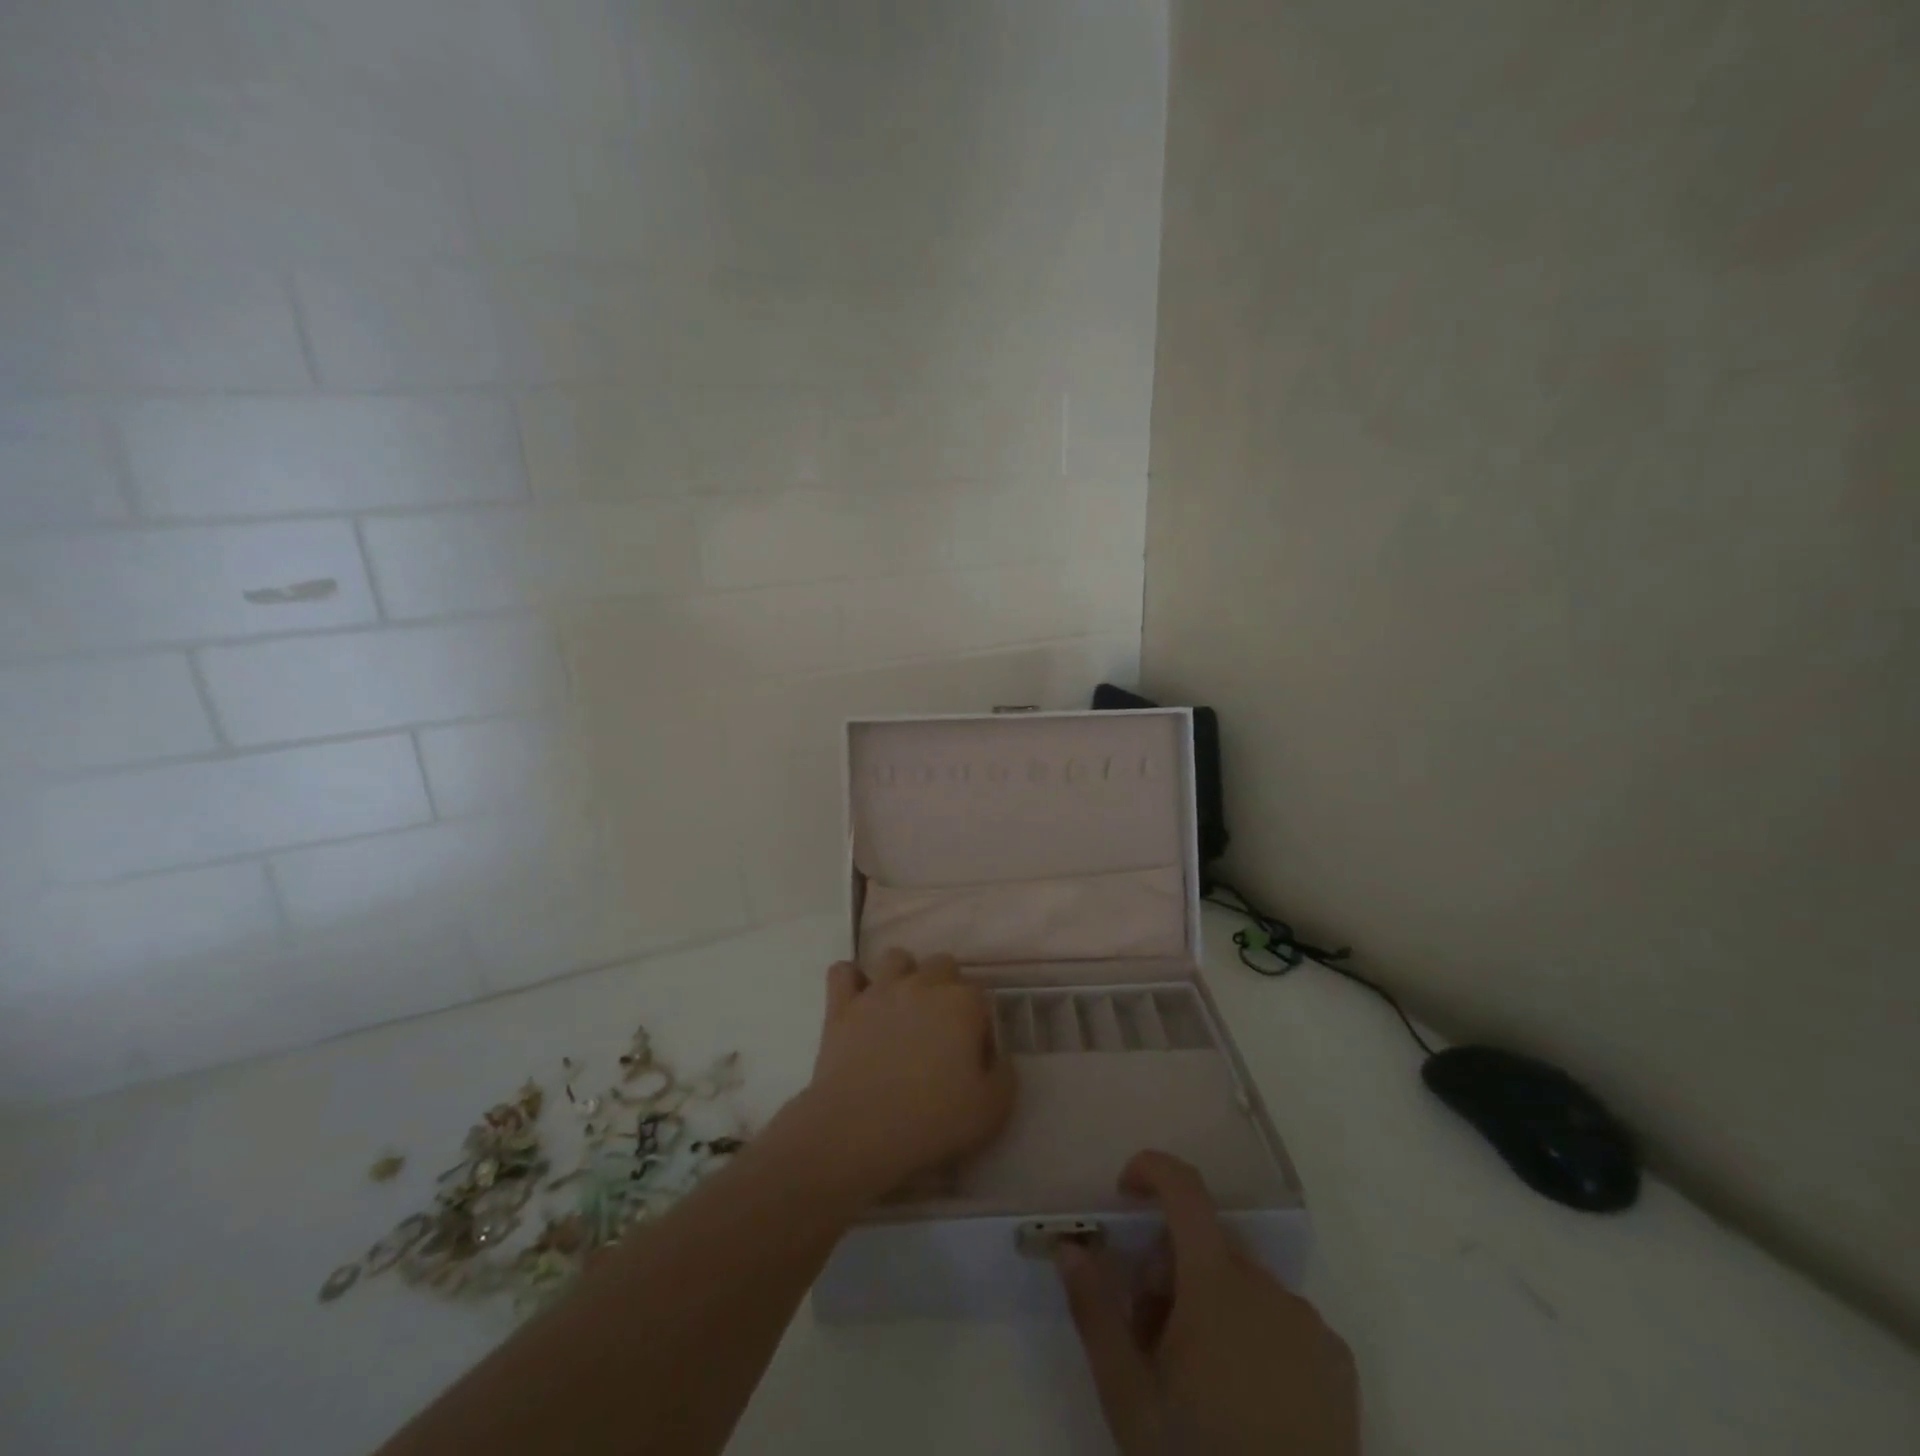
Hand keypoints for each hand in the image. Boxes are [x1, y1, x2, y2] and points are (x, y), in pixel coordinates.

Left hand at [796, 949, 1016, 1200]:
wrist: (860, 1129)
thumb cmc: (932, 1120)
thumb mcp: (991, 1110)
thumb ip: (1005, 1076)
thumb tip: (999, 1058)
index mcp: (962, 1003)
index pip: (980, 995)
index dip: (979, 1023)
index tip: (974, 1054)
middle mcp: (922, 984)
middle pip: (942, 965)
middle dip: (946, 988)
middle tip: (940, 1029)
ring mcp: (879, 990)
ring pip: (896, 958)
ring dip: (903, 976)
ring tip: (902, 1008)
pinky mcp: (842, 1005)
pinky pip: (843, 972)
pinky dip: (851, 980)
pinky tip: (858, 1001)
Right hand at [1058, 1151, 1357, 1455]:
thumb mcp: (1129, 1398)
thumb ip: (1094, 1312)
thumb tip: (1070, 1247)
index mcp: (1217, 1285)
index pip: (1185, 1190)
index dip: (1152, 1170)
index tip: (1124, 1192)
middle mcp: (1269, 1289)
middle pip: (1206, 1245)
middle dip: (1169, 1268)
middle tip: (1150, 1335)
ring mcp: (1310, 1326)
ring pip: (1242, 1284)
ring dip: (1210, 1303)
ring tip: (1197, 1380)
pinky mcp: (1339, 1365)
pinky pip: (1282, 1319)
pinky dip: (1254, 1332)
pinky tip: (1247, 1401)